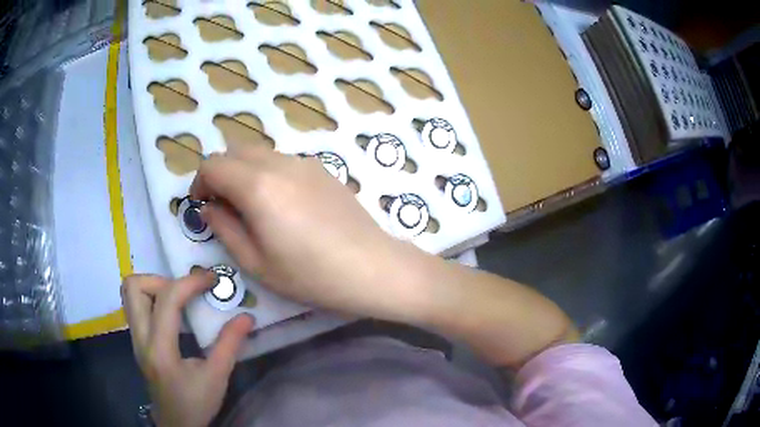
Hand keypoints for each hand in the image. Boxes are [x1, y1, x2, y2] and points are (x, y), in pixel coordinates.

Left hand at [121, 272, 254, 426]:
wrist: (176, 424)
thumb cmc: (195, 404)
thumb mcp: (217, 378)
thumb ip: (229, 345)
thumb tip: (246, 316)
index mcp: (160, 349)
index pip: (167, 300)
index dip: (190, 282)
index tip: (211, 279)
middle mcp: (140, 338)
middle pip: (133, 287)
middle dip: (161, 280)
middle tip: (185, 292)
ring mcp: (134, 338)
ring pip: (129, 293)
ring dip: (153, 287)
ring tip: (178, 300)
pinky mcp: (136, 341)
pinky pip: (135, 306)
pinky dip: (151, 298)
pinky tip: (172, 315)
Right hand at [190, 145, 428, 319]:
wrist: (372, 268)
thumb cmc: (311, 275)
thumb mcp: (257, 263)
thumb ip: (225, 228)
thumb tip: (209, 208)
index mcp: (257, 185)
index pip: (213, 164)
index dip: (200, 183)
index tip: (203, 206)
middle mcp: (279, 163)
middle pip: (235, 150)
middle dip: (220, 174)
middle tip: (225, 208)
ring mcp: (304, 162)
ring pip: (260, 153)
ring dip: (244, 172)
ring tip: (254, 209)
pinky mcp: (322, 169)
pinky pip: (283, 161)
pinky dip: (268, 173)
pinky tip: (283, 206)